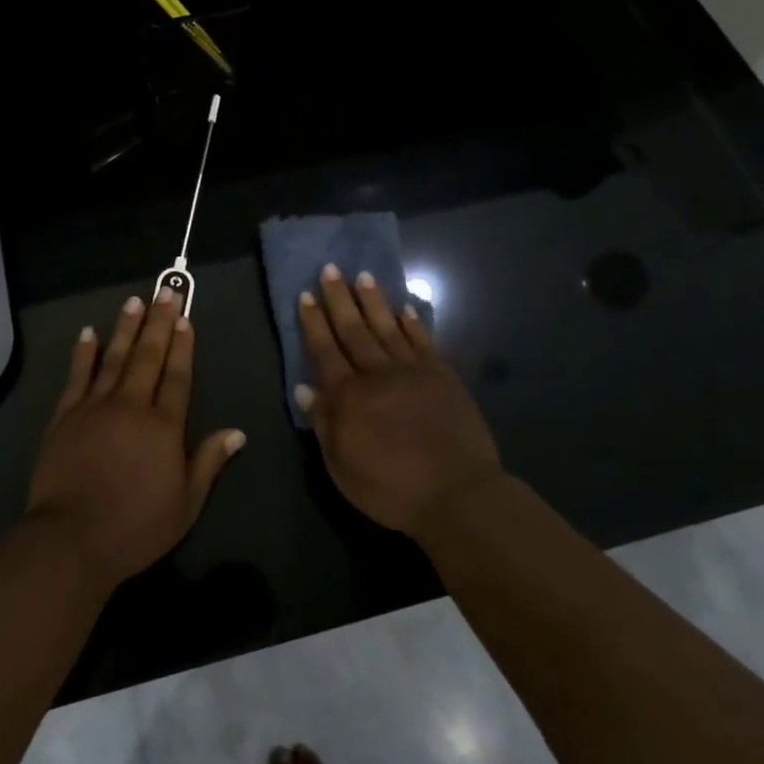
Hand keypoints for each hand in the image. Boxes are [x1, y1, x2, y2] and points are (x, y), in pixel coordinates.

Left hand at [27, 291, 244, 591]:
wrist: (72, 538)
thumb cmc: (136, 526)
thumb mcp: (186, 504)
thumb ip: (209, 462)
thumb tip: (237, 432)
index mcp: (163, 426)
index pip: (177, 376)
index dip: (183, 346)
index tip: (185, 319)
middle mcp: (131, 405)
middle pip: (148, 356)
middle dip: (158, 323)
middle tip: (166, 292)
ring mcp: (95, 407)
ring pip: (113, 357)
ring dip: (125, 327)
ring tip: (134, 301)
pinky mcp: (65, 415)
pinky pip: (77, 376)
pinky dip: (83, 352)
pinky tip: (88, 332)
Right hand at [296, 265, 502, 541]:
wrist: (458, 495)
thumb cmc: (391, 489)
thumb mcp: (342, 467)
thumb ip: (324, 424)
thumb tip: (305, 388)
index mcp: (349, 396)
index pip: (324, 350)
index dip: (313, 322)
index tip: (306, 295)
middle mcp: (377, 374)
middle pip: (353, 329)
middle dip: (339, 298)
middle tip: (330, 268)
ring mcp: (413, 371)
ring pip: (387, 327)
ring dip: (373, 301)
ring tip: (362, 276)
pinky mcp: (442, 376)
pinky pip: (423, 341)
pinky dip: (412, 323)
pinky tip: (404, 308)